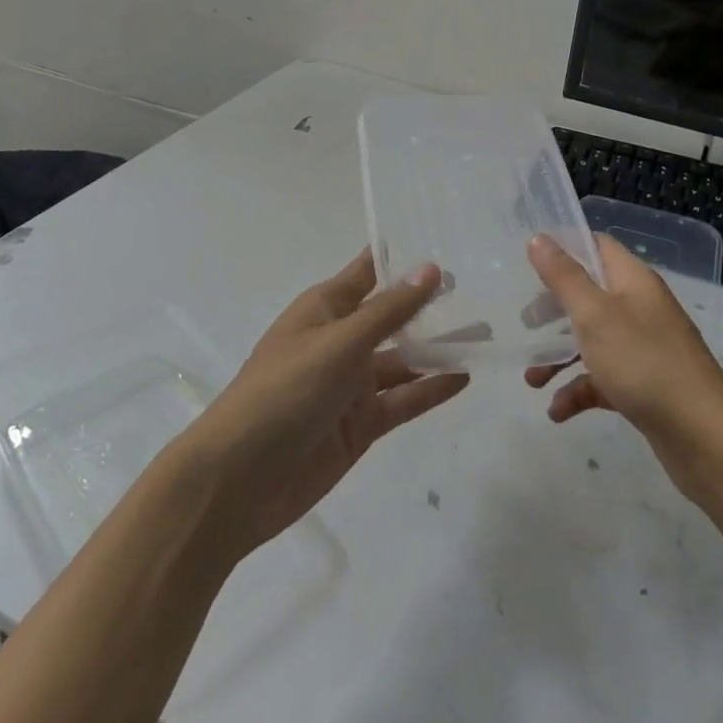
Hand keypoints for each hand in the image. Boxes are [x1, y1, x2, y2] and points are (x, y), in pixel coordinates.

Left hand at [186, 249, 468, 558]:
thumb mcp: (339, 342)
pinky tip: (463, 378)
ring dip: (438, 350)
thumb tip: (430, 268)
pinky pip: (402, 400)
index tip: (444, 242)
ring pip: (403, 360)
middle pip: (392, 317)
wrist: (238, 480)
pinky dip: (430, 389)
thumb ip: (389, 311)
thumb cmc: (284, 391)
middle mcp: (340, 341)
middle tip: (480, 290)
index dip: (401, 260)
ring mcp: (350, 385)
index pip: (367, 273)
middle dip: (429, 306)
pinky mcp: (360, 425)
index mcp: (324, 309)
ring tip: (484, 338)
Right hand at [524, 233, 722, 492]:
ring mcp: (645, 348)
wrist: (704, 438)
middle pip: (589, 294)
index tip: (529, 263)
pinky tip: (558, 412)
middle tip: (527, 324)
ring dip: (560, 357)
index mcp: (633, 281)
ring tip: (532, 381)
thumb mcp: (594, 315)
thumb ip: (563, 276)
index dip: (564, 248)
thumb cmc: (644, 363)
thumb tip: (538, 238)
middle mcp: (640, 308)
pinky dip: (579, 390)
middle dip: (554, 309)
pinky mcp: (645, 385)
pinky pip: (604, 378)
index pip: (597, 246)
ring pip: (593, 340)